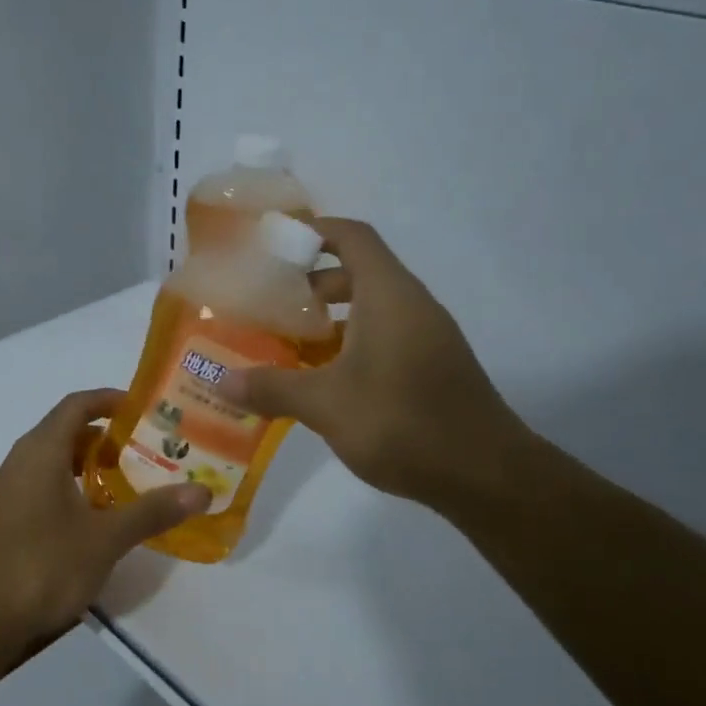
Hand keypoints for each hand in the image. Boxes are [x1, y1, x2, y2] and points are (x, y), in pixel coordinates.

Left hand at [0, 388, 208, 675]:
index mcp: (40, 452)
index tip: (145, 409)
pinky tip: (94, 520)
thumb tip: (201, 491)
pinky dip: (70, 489)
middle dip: (106, 437)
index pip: (77, 405)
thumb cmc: (43, 567)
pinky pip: (41, 488)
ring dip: (88, 466)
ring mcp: (6, 493)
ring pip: (52, 463)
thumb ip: (152, 511)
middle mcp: (19, 462)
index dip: (110, 399)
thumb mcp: (105, 539)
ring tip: (128, 482)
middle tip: (147, 450)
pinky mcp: (2, 521)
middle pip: (65, 432)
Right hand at [217, 218, 532, 511]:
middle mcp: (412, 305)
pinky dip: (351, 346)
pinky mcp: (433, 368)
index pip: (352, 237)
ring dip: (331, 320)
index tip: (274, 245)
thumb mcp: (326, 405)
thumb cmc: (402, 422)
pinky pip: (385, 338)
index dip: (314, 231)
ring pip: (372, 310)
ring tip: (287, 344)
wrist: (485, 474)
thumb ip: (272, 387)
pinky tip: (324, 381)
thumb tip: (221, 380)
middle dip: (312, 284)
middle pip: (359, 273)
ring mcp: (427, 337)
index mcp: (389, 295)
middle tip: (269, 304)